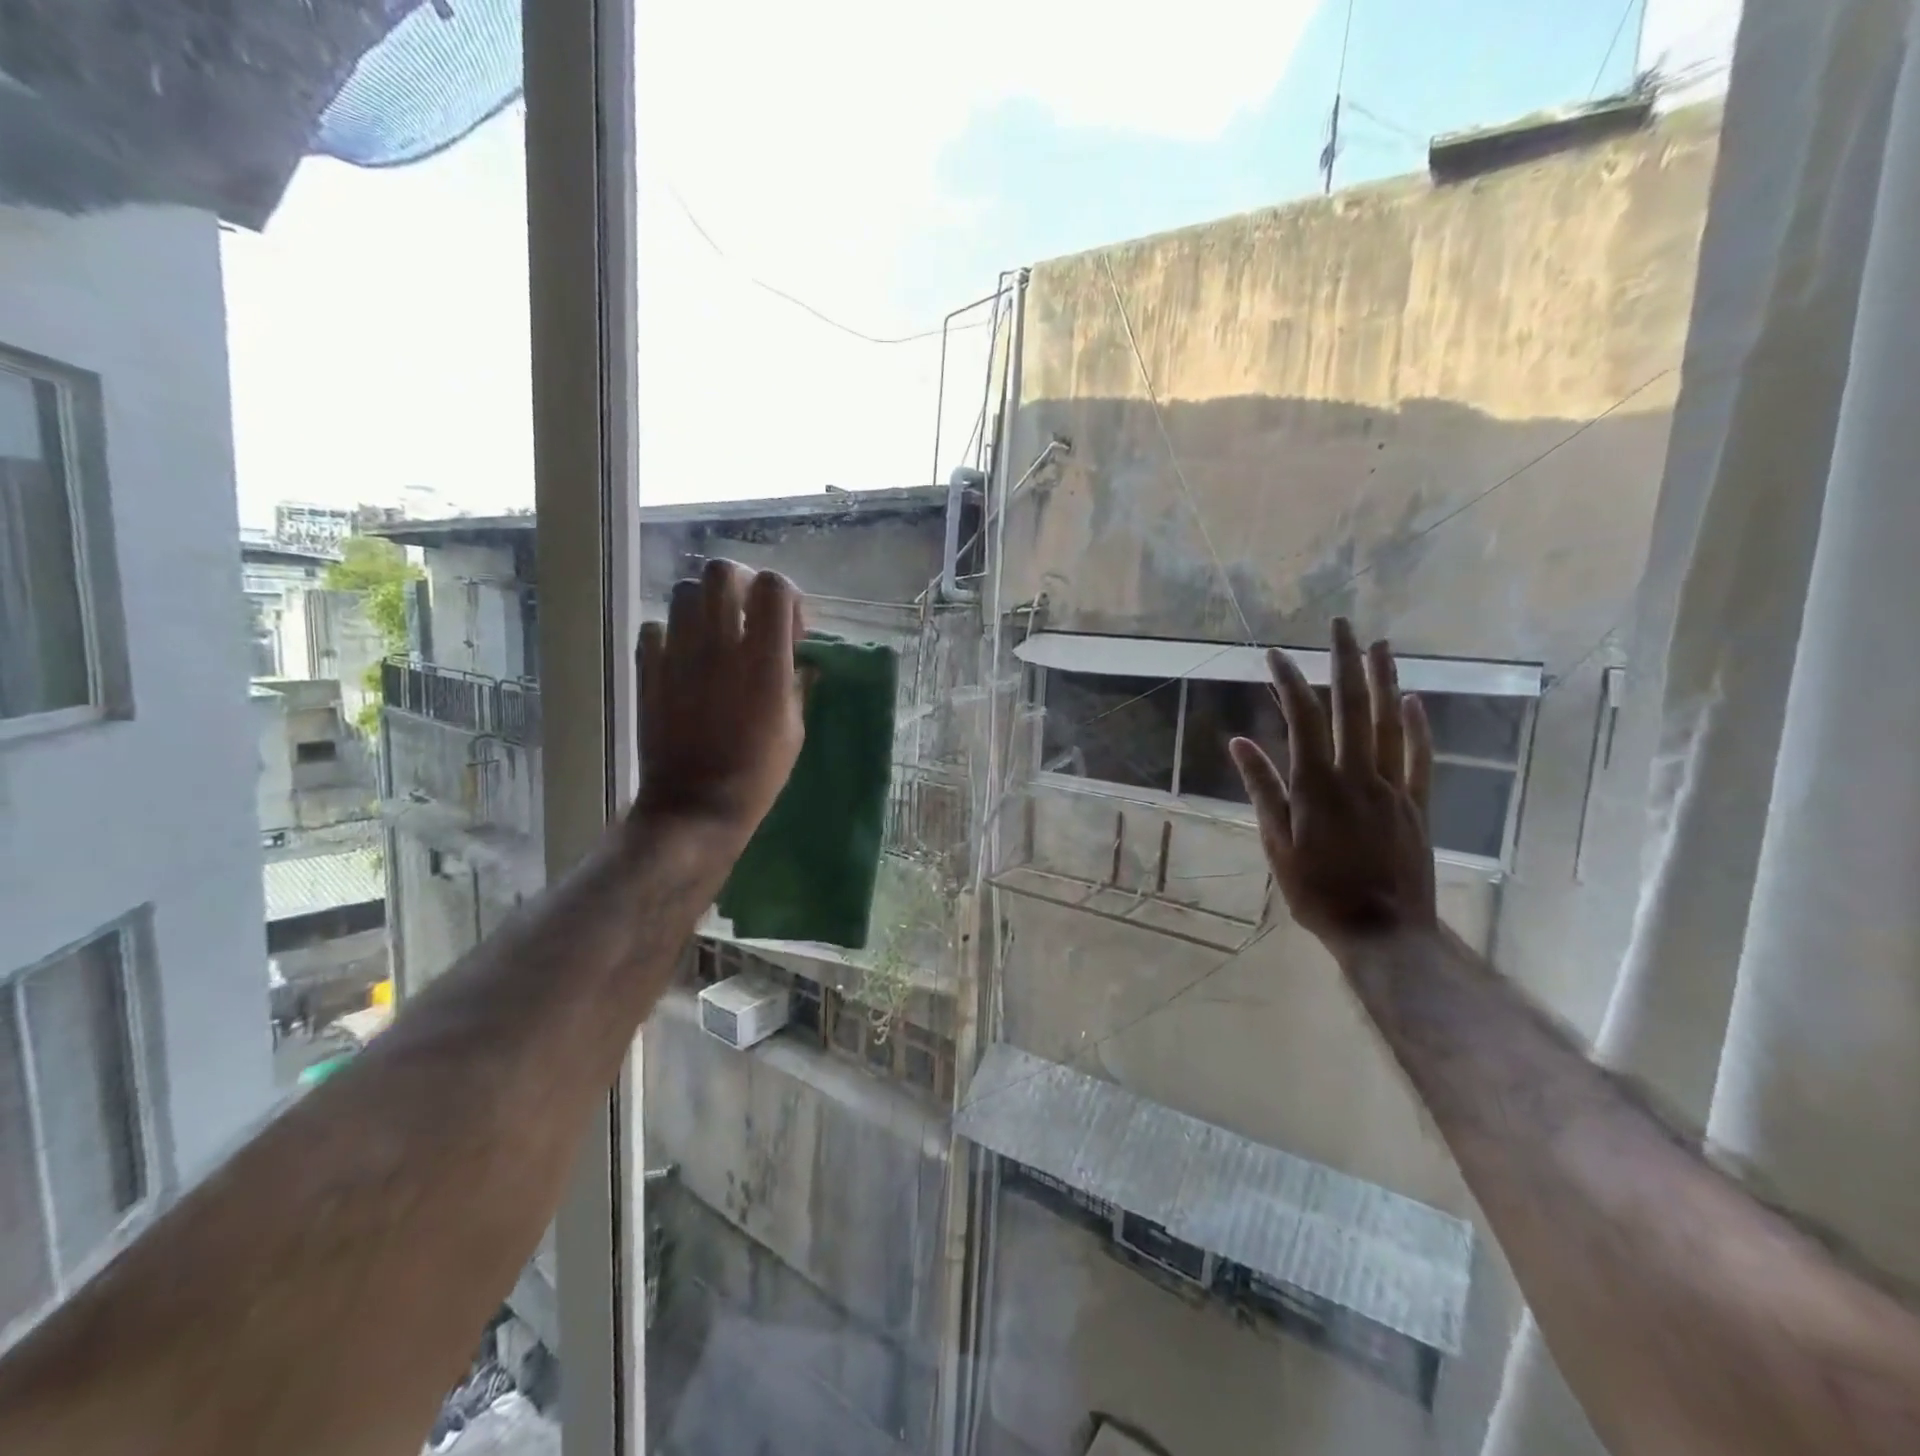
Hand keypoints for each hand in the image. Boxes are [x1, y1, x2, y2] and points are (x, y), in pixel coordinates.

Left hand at [633, 560, 805, 840]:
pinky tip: (683, 657)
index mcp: (763, 660)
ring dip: (705, 604)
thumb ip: (796, 684)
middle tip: (748, 615)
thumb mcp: (794, 729)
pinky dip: (671, 633)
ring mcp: (677, 655)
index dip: (786, 597)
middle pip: (721, 572)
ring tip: (715, 634)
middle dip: (740, 584)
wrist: (694, 806)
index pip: (774, 587)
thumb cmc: (757, 774)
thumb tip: (799, 660)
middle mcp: (719, 645)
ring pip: (684, 592)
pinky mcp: (648, 670)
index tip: (790, 628)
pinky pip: (654, 628)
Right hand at [1228, 618, 1437, 954]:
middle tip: (1342, 625)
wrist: (1382, 931)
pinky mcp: (1417, 805)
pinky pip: (1419, 758)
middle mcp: (1356, 775)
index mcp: (1316, 785)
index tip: (1275, 656)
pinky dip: (1416, 727)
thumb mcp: (1276, 843)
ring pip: (1388, 723)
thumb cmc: (1317, 891)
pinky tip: (1412, 701)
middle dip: (1345, 662)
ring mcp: (1392, 787)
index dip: (1289, 682)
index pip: (1302, 719)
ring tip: (1380, 645)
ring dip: (1384, 681)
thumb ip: (1262, 788)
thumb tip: (1240, 743)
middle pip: (1351, 707)